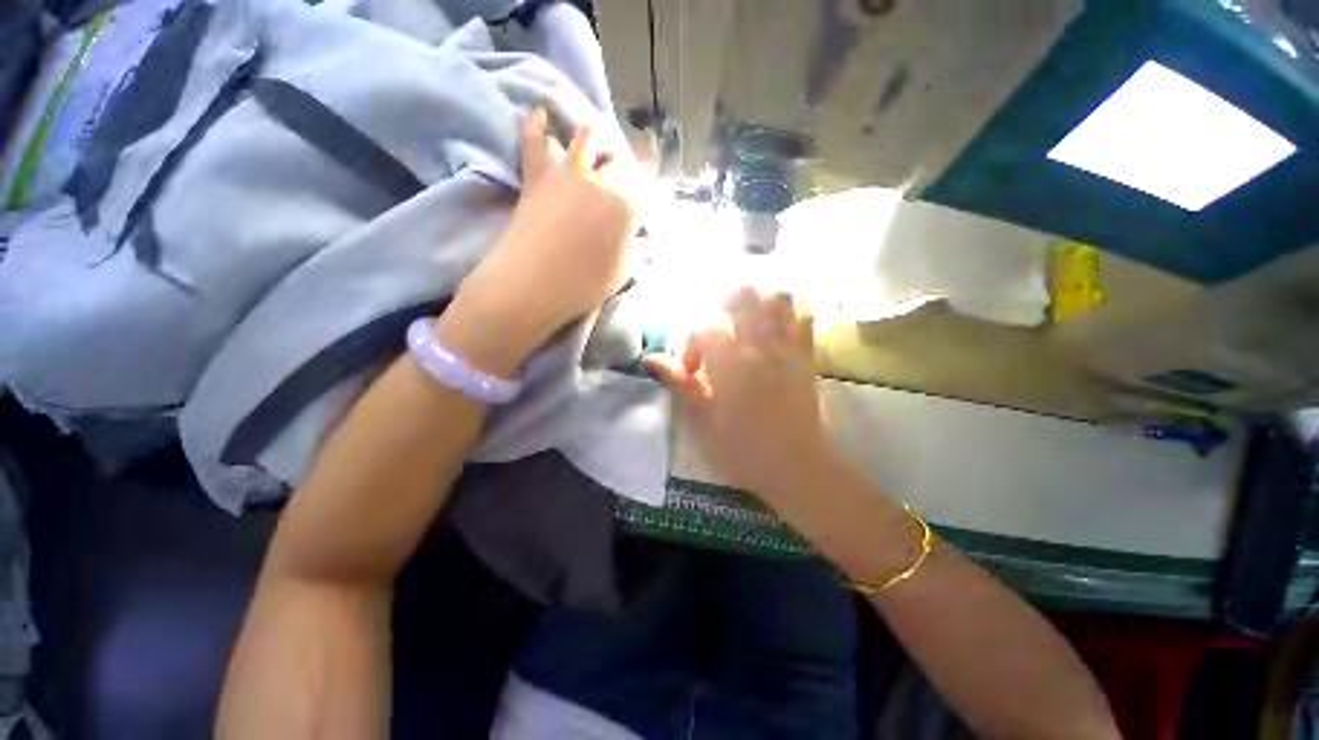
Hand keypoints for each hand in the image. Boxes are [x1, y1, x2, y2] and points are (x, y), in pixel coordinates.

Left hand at [440, 110, 643, 376]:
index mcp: (628, 204)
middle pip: (622, 158)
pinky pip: (535, 141)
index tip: (650, 195)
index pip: (647, 183)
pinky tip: (542, 114)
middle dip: (629, 165)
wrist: (531, 286)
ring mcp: (567, 173)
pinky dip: (538, 125)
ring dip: (597, 138)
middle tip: (629, 178)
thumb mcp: (622, 273)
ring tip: (598, 144)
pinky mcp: (537, 177)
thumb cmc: (584, 285)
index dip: (650, 186)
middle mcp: (602, 179)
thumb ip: (635, 251)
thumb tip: (642, 241)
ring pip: (587, 137)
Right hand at [645, 287, 834, 504]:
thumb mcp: (702, 424)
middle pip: (743, 294)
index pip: (702, 326)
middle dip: (721, 302)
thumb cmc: (744, 452)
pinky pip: (805, 317)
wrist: (798, 469)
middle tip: (714, 327)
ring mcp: (788, 348)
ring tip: (744, 317)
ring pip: (778, 298)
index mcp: (730, 363)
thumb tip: (652, 359)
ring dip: (758, 299)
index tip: (691, 371)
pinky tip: (777, 321)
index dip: (689, 343)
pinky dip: (790, 310)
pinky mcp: (807, 357)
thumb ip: (680, 385)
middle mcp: (760, 346)